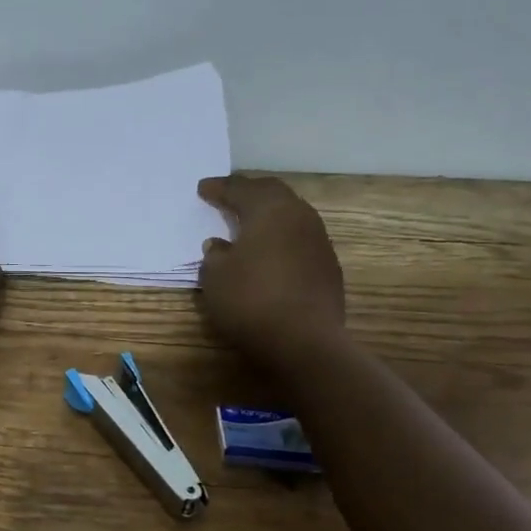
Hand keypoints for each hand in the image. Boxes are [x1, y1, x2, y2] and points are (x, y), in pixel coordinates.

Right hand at [197, 175, 346, 362]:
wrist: (305, 342)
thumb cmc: (251, 300)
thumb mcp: (216, 276)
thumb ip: (215, 255)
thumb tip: (221, 245)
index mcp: (270, 210)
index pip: (241, 189)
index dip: (219, 188)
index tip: (203, 188)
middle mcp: (299, 217)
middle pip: (272, 193)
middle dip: (248, 191)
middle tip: (228, 194)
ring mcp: (319, 241)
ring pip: (291, 214)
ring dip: (268, 213)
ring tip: (248, 220)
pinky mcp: (328, 266)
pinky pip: (299, 238)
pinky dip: (281, 236)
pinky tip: (269, 250)